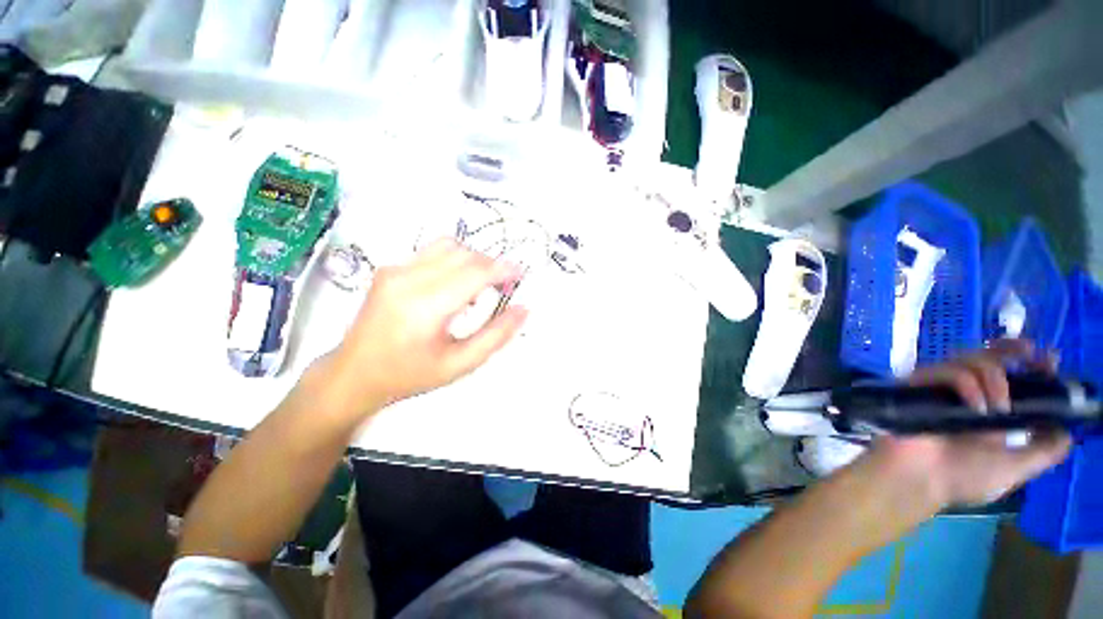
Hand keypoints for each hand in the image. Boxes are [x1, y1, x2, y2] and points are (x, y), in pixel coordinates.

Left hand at [322, 240, 527, 416]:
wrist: (354, 373)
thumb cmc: (410, 374)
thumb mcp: (460, 364)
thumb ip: (496, 336)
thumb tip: (523, 310)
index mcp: (425, 307)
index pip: (474, 272)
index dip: (503, 270)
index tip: (520, 276)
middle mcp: (407, 279)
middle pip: (464, 255)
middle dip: (492, 265)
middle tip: (504, 287)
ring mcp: (395, 269)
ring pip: (449, 246)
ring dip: (474, 260)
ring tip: (481, 284)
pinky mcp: (390, 268)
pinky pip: (432, 251)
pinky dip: (455, 261)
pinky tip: (456, 284)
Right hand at [872, 339, 1071, 506]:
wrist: (919, 478)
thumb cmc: (963, 477)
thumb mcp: (1014, 469)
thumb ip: (1044, 452)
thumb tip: (1067, 431)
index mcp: (989, 410)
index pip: (1010, 377)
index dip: (1030, 365)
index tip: (1049, 360)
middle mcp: (967, 393)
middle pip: (989, 357)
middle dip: (1011, 350)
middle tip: (1029, 353)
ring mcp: (942, 387)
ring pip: (972, 359)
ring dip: (994, 377)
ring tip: (998, 407)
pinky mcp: (921, 383)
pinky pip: (949, 371)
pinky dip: (968, 384)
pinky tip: (977, 407)